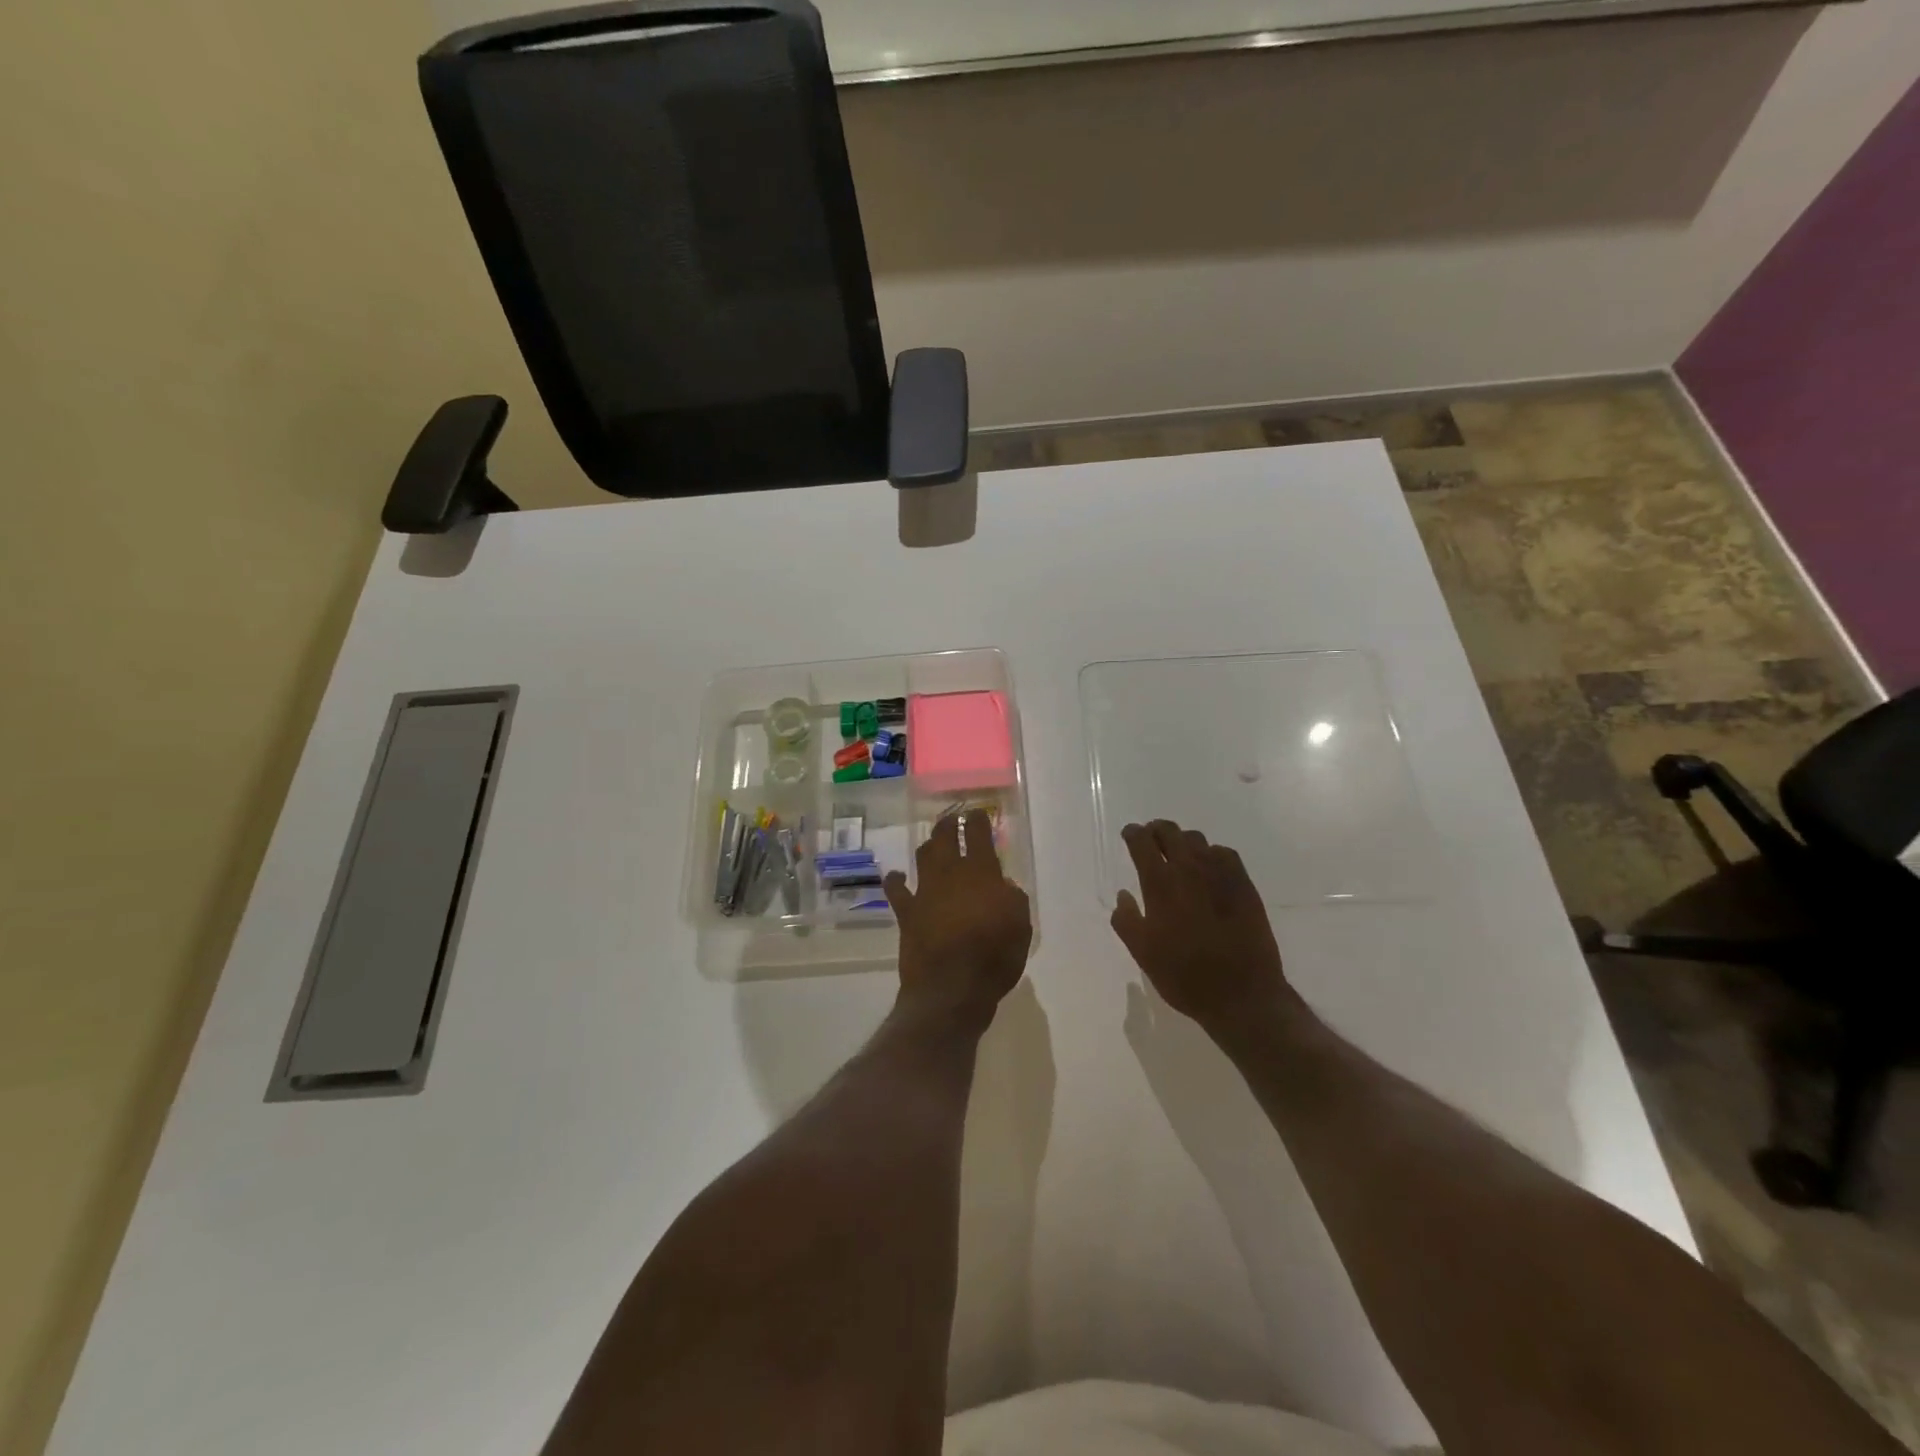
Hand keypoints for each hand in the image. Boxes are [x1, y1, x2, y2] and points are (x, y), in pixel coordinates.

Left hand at [884, 810, 1031, 1032]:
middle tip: (953, 820)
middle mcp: (950, 873)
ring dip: (929, 846)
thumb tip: (1002, 886)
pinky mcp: (907, 912)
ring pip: (924, 856)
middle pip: (944, 837)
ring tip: (933, 843)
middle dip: (949, 824)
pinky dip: (895, 880)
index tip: (977, 813)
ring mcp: (925, 891)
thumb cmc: (994, 957)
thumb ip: (1012, 899)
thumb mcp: (1021, 926)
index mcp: (981, 872)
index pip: (977, 834)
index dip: (977, 820)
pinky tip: (895, 876)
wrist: (951, 988)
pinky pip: (896, 889)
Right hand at [1111, 820, 1303, 1035]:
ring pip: (1197, 840)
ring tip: (1179, 854)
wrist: (1242, 994)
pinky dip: (1211, 854)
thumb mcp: (1143, 954)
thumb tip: (1123, 895)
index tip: (1129, 834)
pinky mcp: (1244, 884)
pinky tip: (1209, 869)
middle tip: (1151, 839)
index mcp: (1160, 883)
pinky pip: (1224, 854)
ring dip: (1183, 841)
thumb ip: (1126, 920)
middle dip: (1156, 830)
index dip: (1133, 833)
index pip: (1142, 842)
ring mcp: (1220, 874)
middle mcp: (1189, 869)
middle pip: (1170, 831)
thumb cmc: (1185, 976)